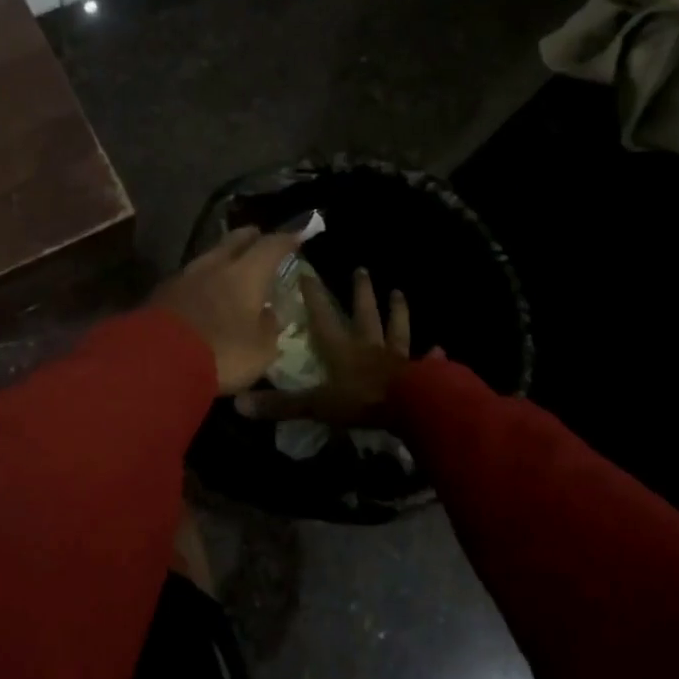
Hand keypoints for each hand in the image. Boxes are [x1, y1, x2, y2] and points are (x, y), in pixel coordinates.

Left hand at [152, 227, 302, 393]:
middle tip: (258, 238)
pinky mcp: (161, 292)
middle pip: (234, 240)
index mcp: (246, 274)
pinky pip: (190, 277)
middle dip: (249, 238)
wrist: (156, 360)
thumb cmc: (221, 353)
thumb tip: (268, 314)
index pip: (271, 246)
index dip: (286, 240)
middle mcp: (215, 265)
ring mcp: (184, 276)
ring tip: (230, 266)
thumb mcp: (260, 351)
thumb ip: (268, 328)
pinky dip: (202, 279)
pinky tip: (203, 291)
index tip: (296, 236)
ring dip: (222, 258)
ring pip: (209, 256)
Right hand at [235, 268, 426, 426]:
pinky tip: (440, 347)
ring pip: (396, 328)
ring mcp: (398, 358)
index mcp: (343, 349)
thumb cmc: (362, 401)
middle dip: (361, 292)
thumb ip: (282, 405)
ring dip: (397, 310)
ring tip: (399, 292)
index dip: (314, 296)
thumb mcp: (317, 405)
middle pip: (364, 313)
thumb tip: (239, 404)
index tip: (307, 273)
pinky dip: (432, 354)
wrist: (413, 408)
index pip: (323, 317)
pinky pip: (427, 360)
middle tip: (361, 269)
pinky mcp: (423, 373)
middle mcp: (370, 346)